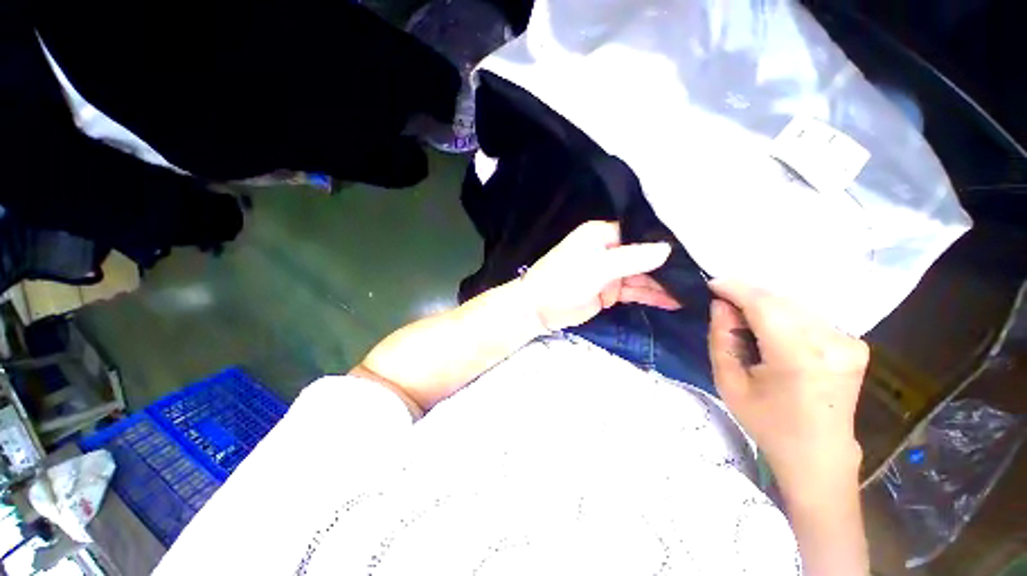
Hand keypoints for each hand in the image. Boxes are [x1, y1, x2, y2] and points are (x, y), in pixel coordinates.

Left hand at [521, 221, 678, 331]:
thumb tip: (667, 249)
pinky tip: (673, 301)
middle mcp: (608, 250)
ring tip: (693, 293)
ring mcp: (609, 272)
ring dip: (662, 285)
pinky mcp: (608, 291)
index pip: (639, 234)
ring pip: (640, 276)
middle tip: (699, 276)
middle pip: (643, 256)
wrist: (538, 309)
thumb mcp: (598, 267)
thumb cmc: (563, 280)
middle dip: (666, 267)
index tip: (693, 252)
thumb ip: (632, 258)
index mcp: (602, 235)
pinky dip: (650, 296)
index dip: (663, 243)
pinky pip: (634, 291)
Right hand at [708, 280, 868, 493]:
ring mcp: (849, 342)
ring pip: (795, 306)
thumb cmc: (768, 422)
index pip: (765, 305)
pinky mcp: (854, 344)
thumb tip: (721, 306)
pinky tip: (771, 331)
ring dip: (765, 306)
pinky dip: (784, 316)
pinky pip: (809, 317)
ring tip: (744, 320)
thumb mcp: (729, 383)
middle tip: (723, 305)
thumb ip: (722, 339)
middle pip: (781, 301)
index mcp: (800, 357)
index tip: (711, 283)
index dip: (736, 289)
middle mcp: (833, 343)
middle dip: (747, 297)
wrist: (818, 454)